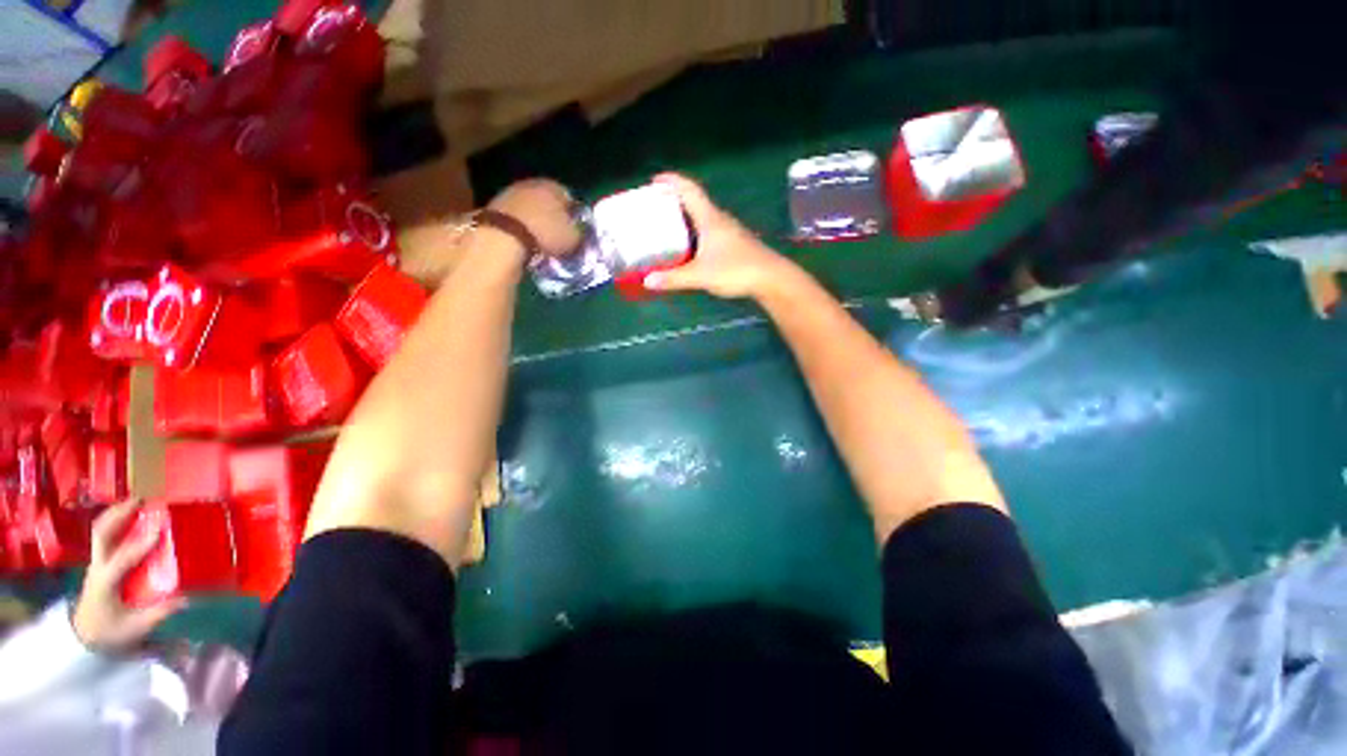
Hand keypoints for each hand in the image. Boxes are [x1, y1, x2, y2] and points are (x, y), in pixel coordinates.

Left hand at [72, 500, 185, 654]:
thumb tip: (185, 598)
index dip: (141, 544)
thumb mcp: (135, 627)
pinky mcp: (99, 561)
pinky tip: (128, 515)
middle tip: (141, 500)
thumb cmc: (110, 631)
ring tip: (135, 500)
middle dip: (119, 514)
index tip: (160, 528)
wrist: (84, 635)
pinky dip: (114, 520)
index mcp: (106, 582)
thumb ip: (158, 613)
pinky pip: (103, 535)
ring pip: (100, 530)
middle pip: (102, 534)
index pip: (123, 559)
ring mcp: (96, 562)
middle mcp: (98, 567)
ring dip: (116, 513)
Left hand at [487, 179, 582, 257]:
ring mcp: (510, 192)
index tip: (574, 230)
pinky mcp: (493, 204)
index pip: (569, 197)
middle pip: (546, 199)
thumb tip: (577, 231)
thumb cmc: (545, 234)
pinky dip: (520, 224)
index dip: (573, 215)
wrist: (502, 236)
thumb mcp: (573, 238)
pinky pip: (514, 215)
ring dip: (534, 219)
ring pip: (529, 205)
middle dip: (552, 215)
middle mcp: (532, 183)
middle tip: (557, 234)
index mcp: (554, 186)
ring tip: (539, 239)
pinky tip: (523, 238)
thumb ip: (579, 232)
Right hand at [642, 173, 796, 299]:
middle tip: (656, 208)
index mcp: (710, 218)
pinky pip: (710, 231)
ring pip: (703, 218)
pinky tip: (691, 248)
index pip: (689, 190)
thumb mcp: (700, 275)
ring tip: (668, 227)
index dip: (672, 182)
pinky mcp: (736, 244)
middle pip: (695, 202)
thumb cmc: (735, 270)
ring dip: (686, 218)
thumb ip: (674, 278)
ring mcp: (730, 232)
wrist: (771, 279)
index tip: (655, 180)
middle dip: (674, 201)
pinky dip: (696, 233)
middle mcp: (720, 220)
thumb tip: (647, 281)